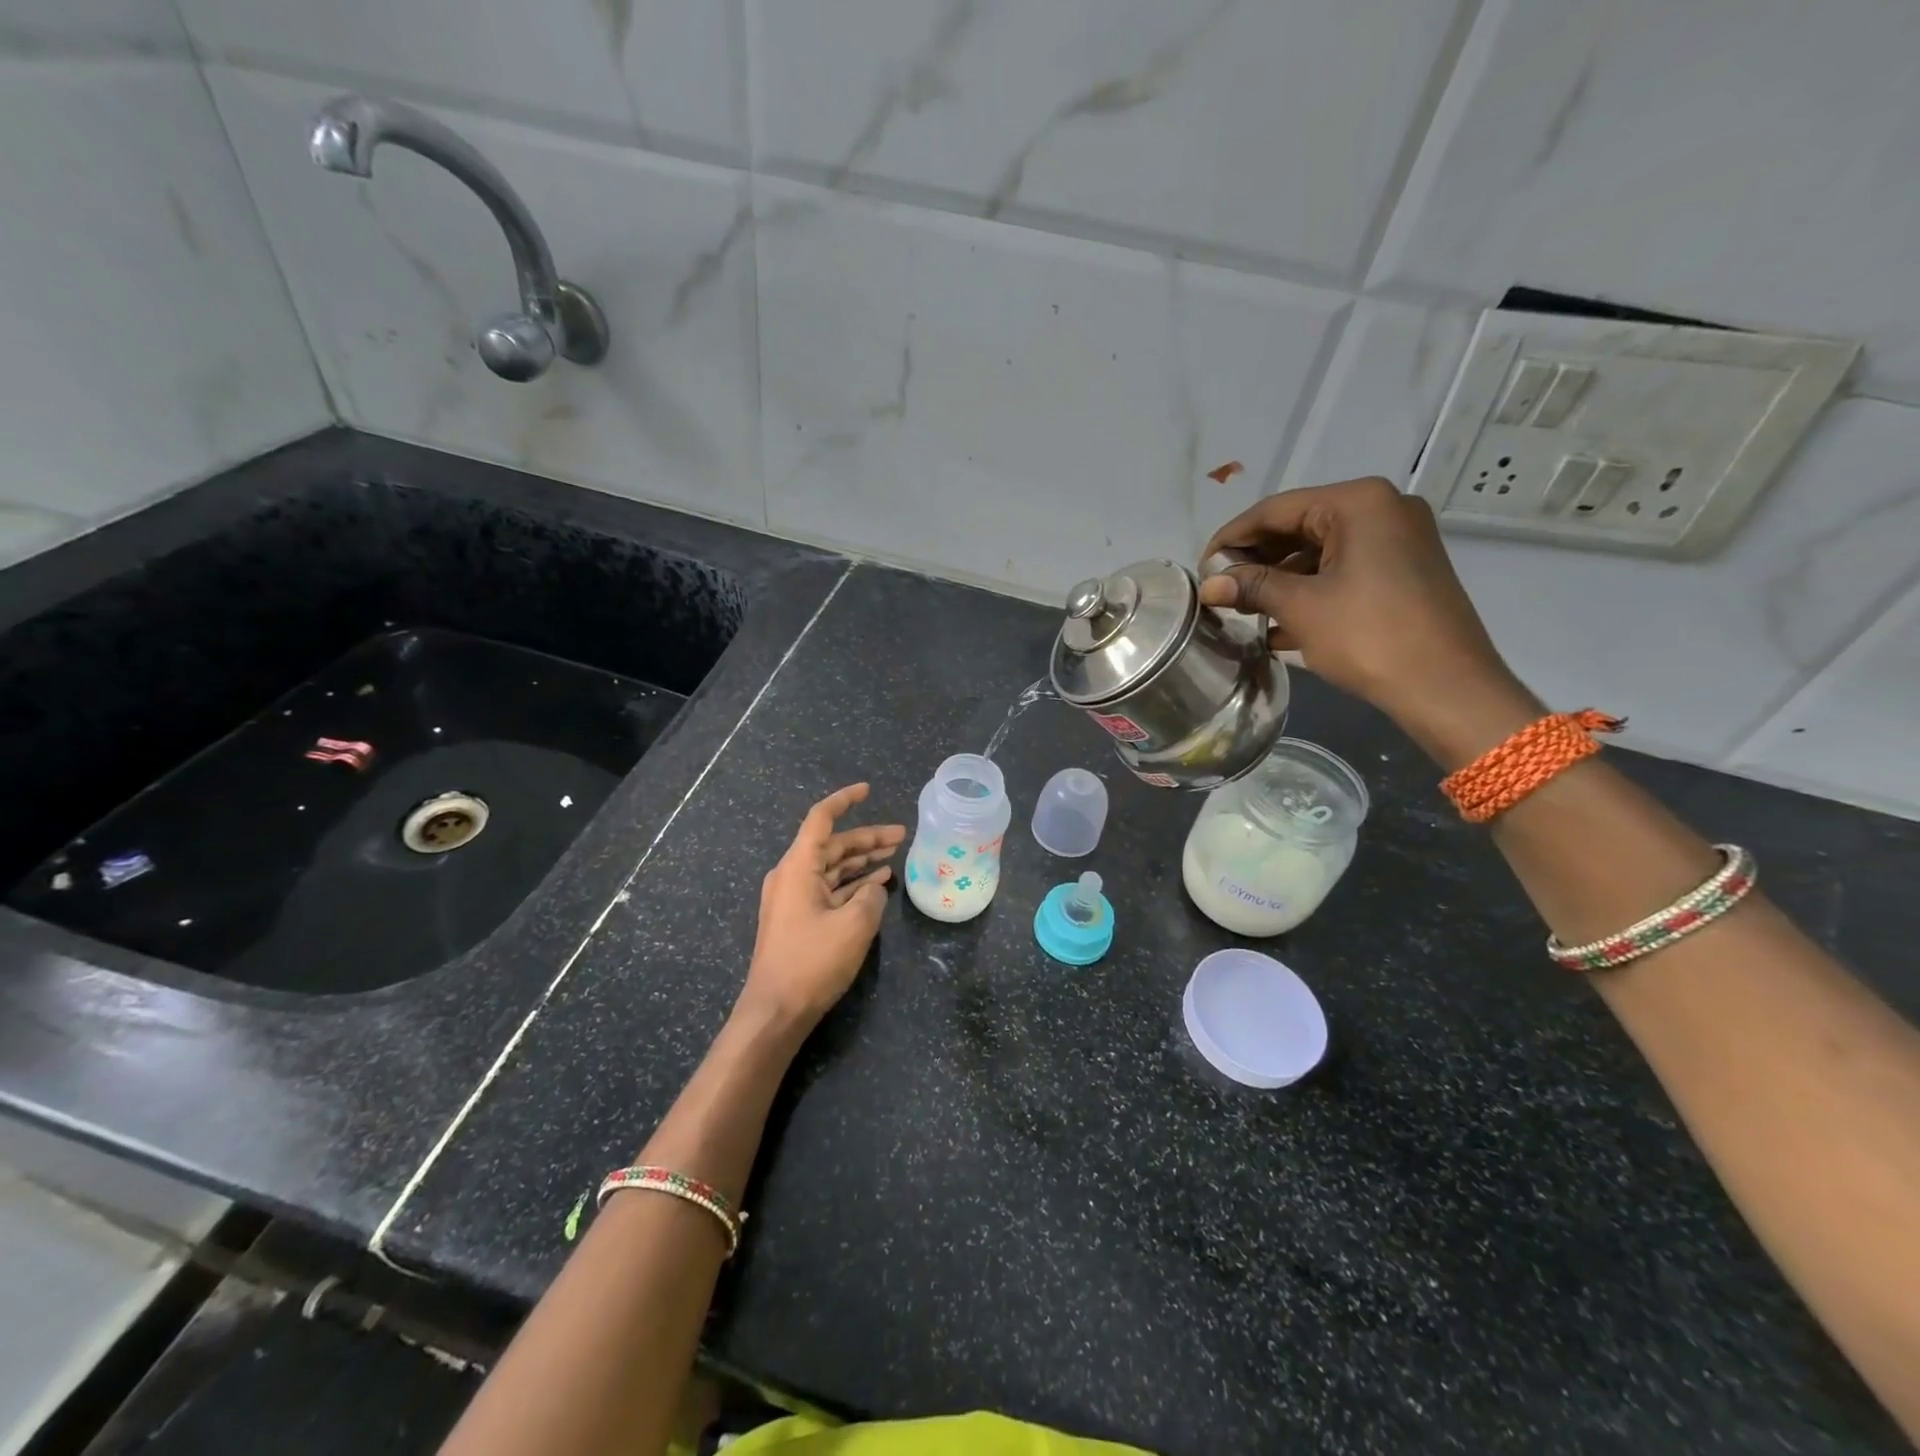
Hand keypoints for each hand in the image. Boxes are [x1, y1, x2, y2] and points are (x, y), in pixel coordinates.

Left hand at [741, 783, 904, 1025]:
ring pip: (832, 867)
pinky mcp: (798, 920)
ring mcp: (793, 899)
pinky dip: (852, 884)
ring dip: (862, 860)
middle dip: (867, 837)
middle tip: (902, 834)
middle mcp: (791, 876)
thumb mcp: (854, 925)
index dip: (845, 800)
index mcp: (798, 867)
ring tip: (895, 855)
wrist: (775, 1012)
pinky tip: (877, 884)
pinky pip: (829, 889)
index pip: (821, 819)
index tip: (868, 790)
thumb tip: (874, 888)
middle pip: (832, 844)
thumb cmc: (812, 962)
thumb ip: (871, 896)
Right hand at [1201, 478, 1531, 755]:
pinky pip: (1342, 571)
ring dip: (1278, 579)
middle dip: (1255, 560)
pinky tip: (1274, 624)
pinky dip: (1308, 591)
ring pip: (1319, 552)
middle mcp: (1382, 510)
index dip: (1232, 537)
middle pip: (1299, 527)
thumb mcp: (1301, 607)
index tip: (1201, 567)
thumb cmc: (1369, 636)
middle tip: (1219, 589)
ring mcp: (1397, 541)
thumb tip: (1208, 584)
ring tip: (1242, 609)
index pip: (1276, 510)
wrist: (1446, 688)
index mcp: (1359, 503)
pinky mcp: (1402, 572)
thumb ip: (1251, 586)